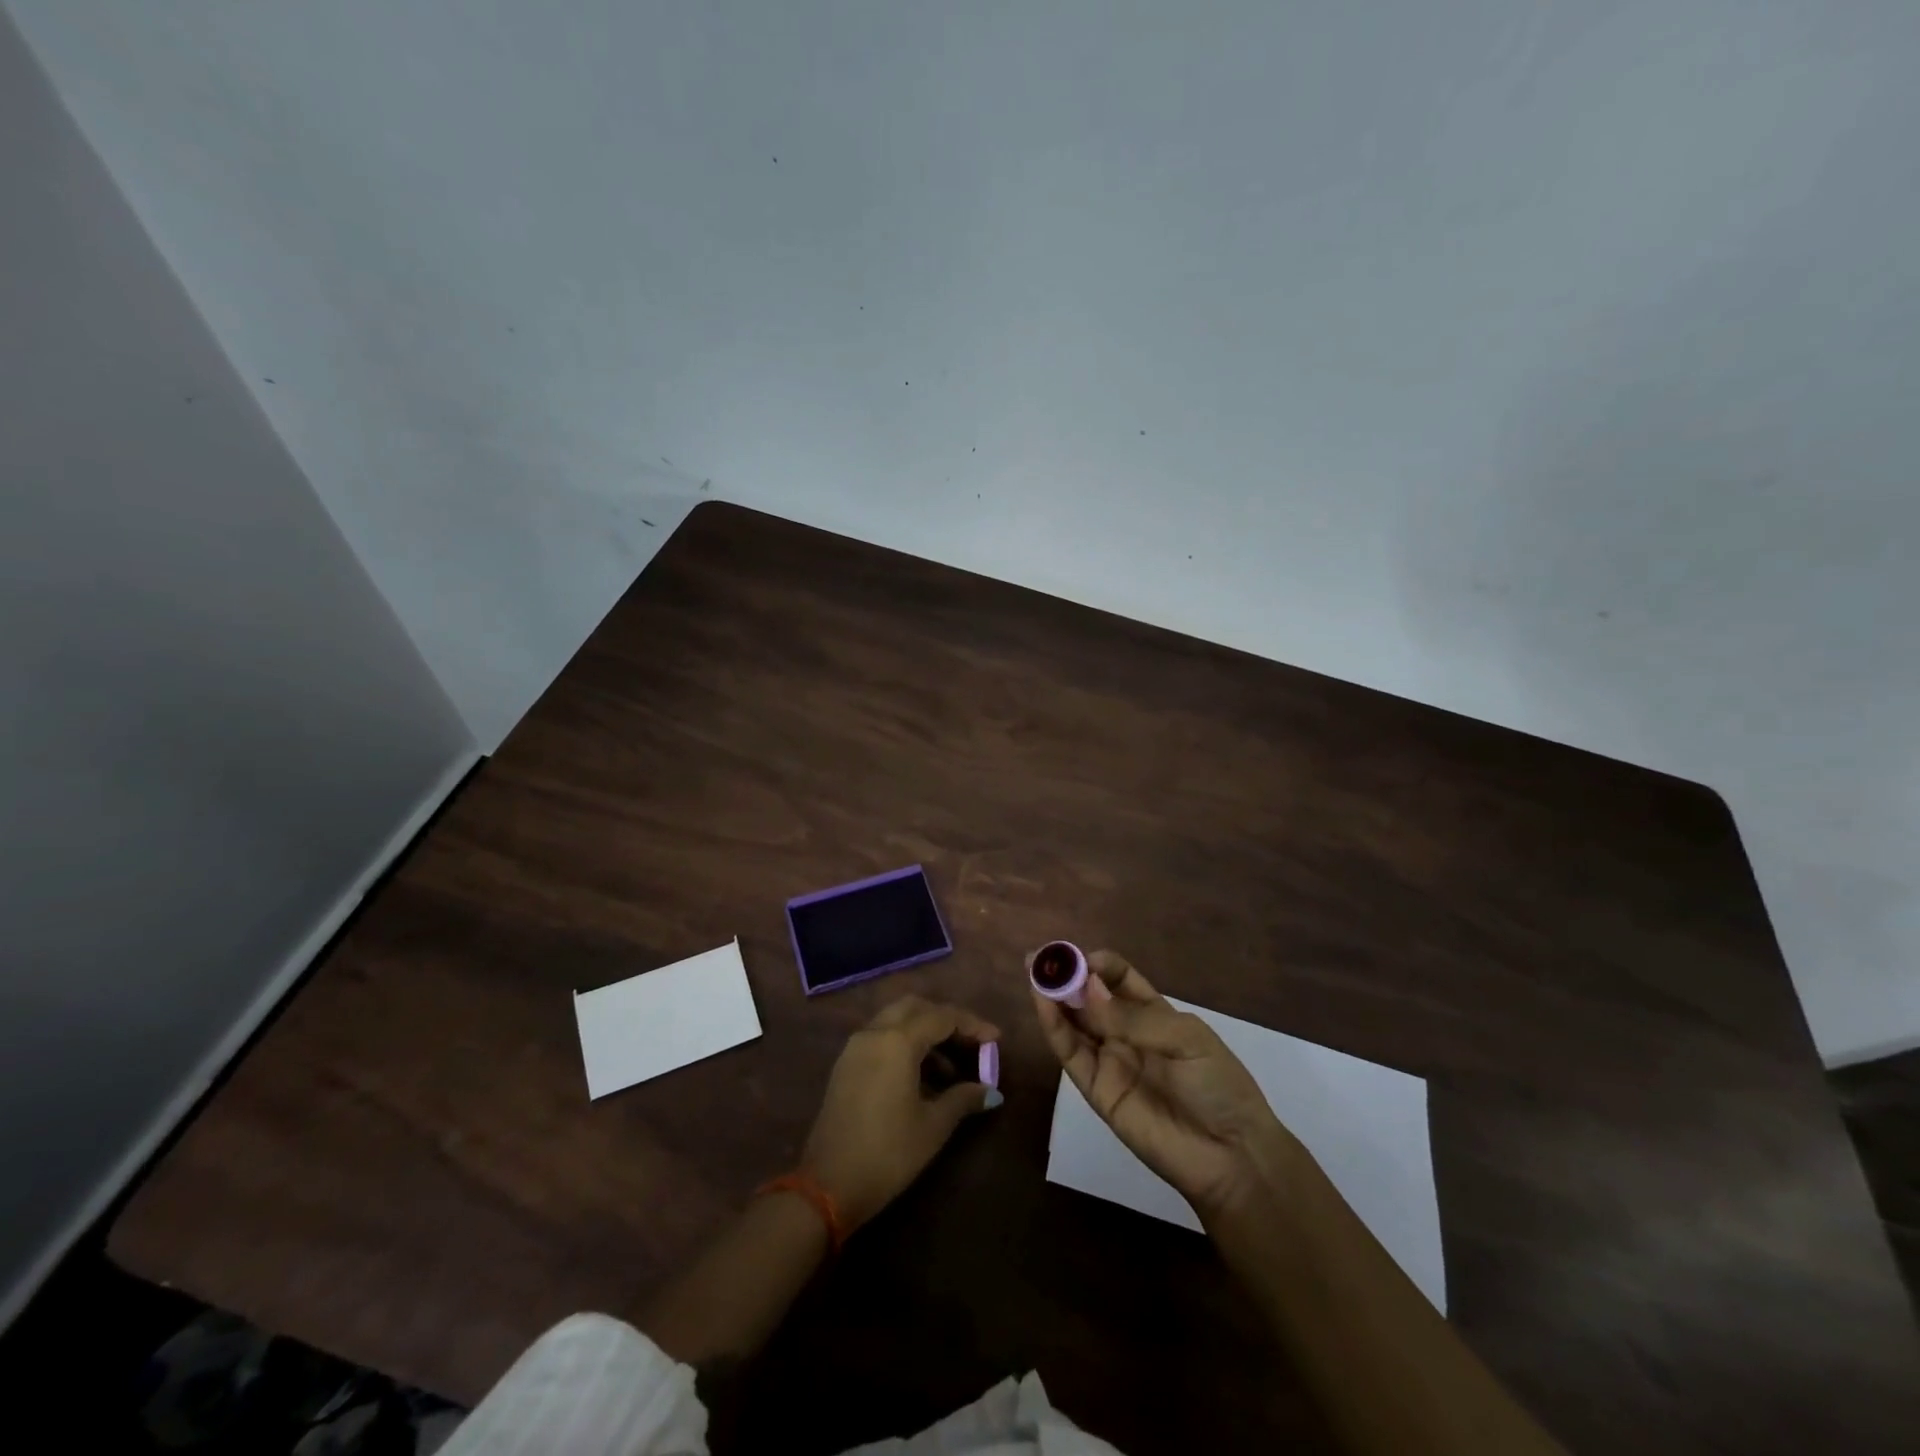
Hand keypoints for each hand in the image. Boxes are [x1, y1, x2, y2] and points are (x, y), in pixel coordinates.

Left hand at [802, 996, 1001, 1230]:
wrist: (827, 1186)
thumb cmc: (888, 1153)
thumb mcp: (933, 1126)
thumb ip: (963, 1098)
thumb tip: (990, 1091)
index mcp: (897, 1040)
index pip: (942, 1017)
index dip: (973, 1025)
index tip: (996, 1040)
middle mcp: (874, 1033)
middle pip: (916, 1007)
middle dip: (946, 1019)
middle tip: (971, 1043)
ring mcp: (855, 1047)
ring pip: (896, 1020)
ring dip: (925, 1032)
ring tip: (952, 1067)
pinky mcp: (846, 1065)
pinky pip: (881, 1037)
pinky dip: (904, 1043)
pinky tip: (922, 1075)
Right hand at [1031, 948, 1304, 1222]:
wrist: (1230, 1156)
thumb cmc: (1218, 1086)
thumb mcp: (1186, 1039)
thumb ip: (1134, 1017)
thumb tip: (1088, 988)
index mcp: (1154, 1013)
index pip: (1118, 978)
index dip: (1099, 965)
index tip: (1083, 957)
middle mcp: (1126, 1033)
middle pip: (1089, 997)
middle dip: (1066, 975)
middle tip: (1039, 956)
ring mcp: (1109, 1061)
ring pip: (1074, 1022)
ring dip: (1053, 996)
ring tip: (1034, 971)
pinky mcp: (1096, 1090)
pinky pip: (1070, 1054)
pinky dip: (1054, 1027)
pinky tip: (1043, 1003)